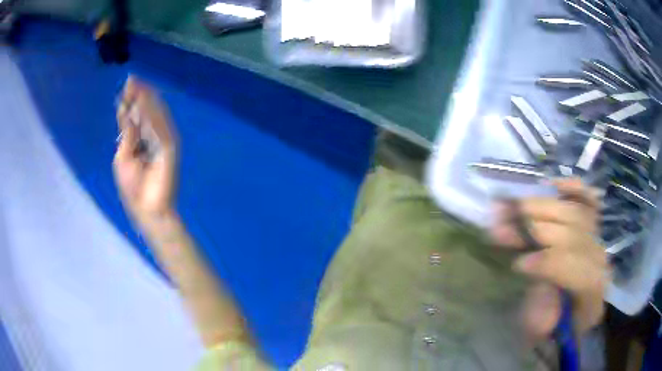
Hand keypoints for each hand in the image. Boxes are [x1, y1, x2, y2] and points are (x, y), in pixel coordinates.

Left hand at [113, 77, 177, 227]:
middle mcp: (154, 136)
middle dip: (138, 96)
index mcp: (142, 140)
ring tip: (135, 85)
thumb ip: (126, 135)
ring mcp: (163, 140)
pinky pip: (159, 126)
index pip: (137, 117)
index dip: (131, 102)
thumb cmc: (133, 189)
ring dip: (145, 99)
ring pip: (155, 114)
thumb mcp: (123, 158)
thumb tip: (126, 112)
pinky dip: (151, 113)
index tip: (124, 88)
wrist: (148, 210)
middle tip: (130, 80)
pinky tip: (143, 101)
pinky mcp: (170, 147)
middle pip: (146, 111)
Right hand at [490, 178, 607, 338]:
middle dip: (535, 229)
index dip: (550, 264)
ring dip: (539, 207)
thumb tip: (534, 276)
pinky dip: (574, 189)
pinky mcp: (593, 229)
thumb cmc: (555, 331)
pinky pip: (589, 203)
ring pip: (575, 214)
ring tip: (508, 206)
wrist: (573, 318)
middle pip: (574, 235)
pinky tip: (555, 184)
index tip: (518, 264)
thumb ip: (540, 312)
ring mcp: (597, 241)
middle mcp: (599, 261)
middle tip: (499, 226)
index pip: (580, 271)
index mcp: (592, 296)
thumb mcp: (542, 336)